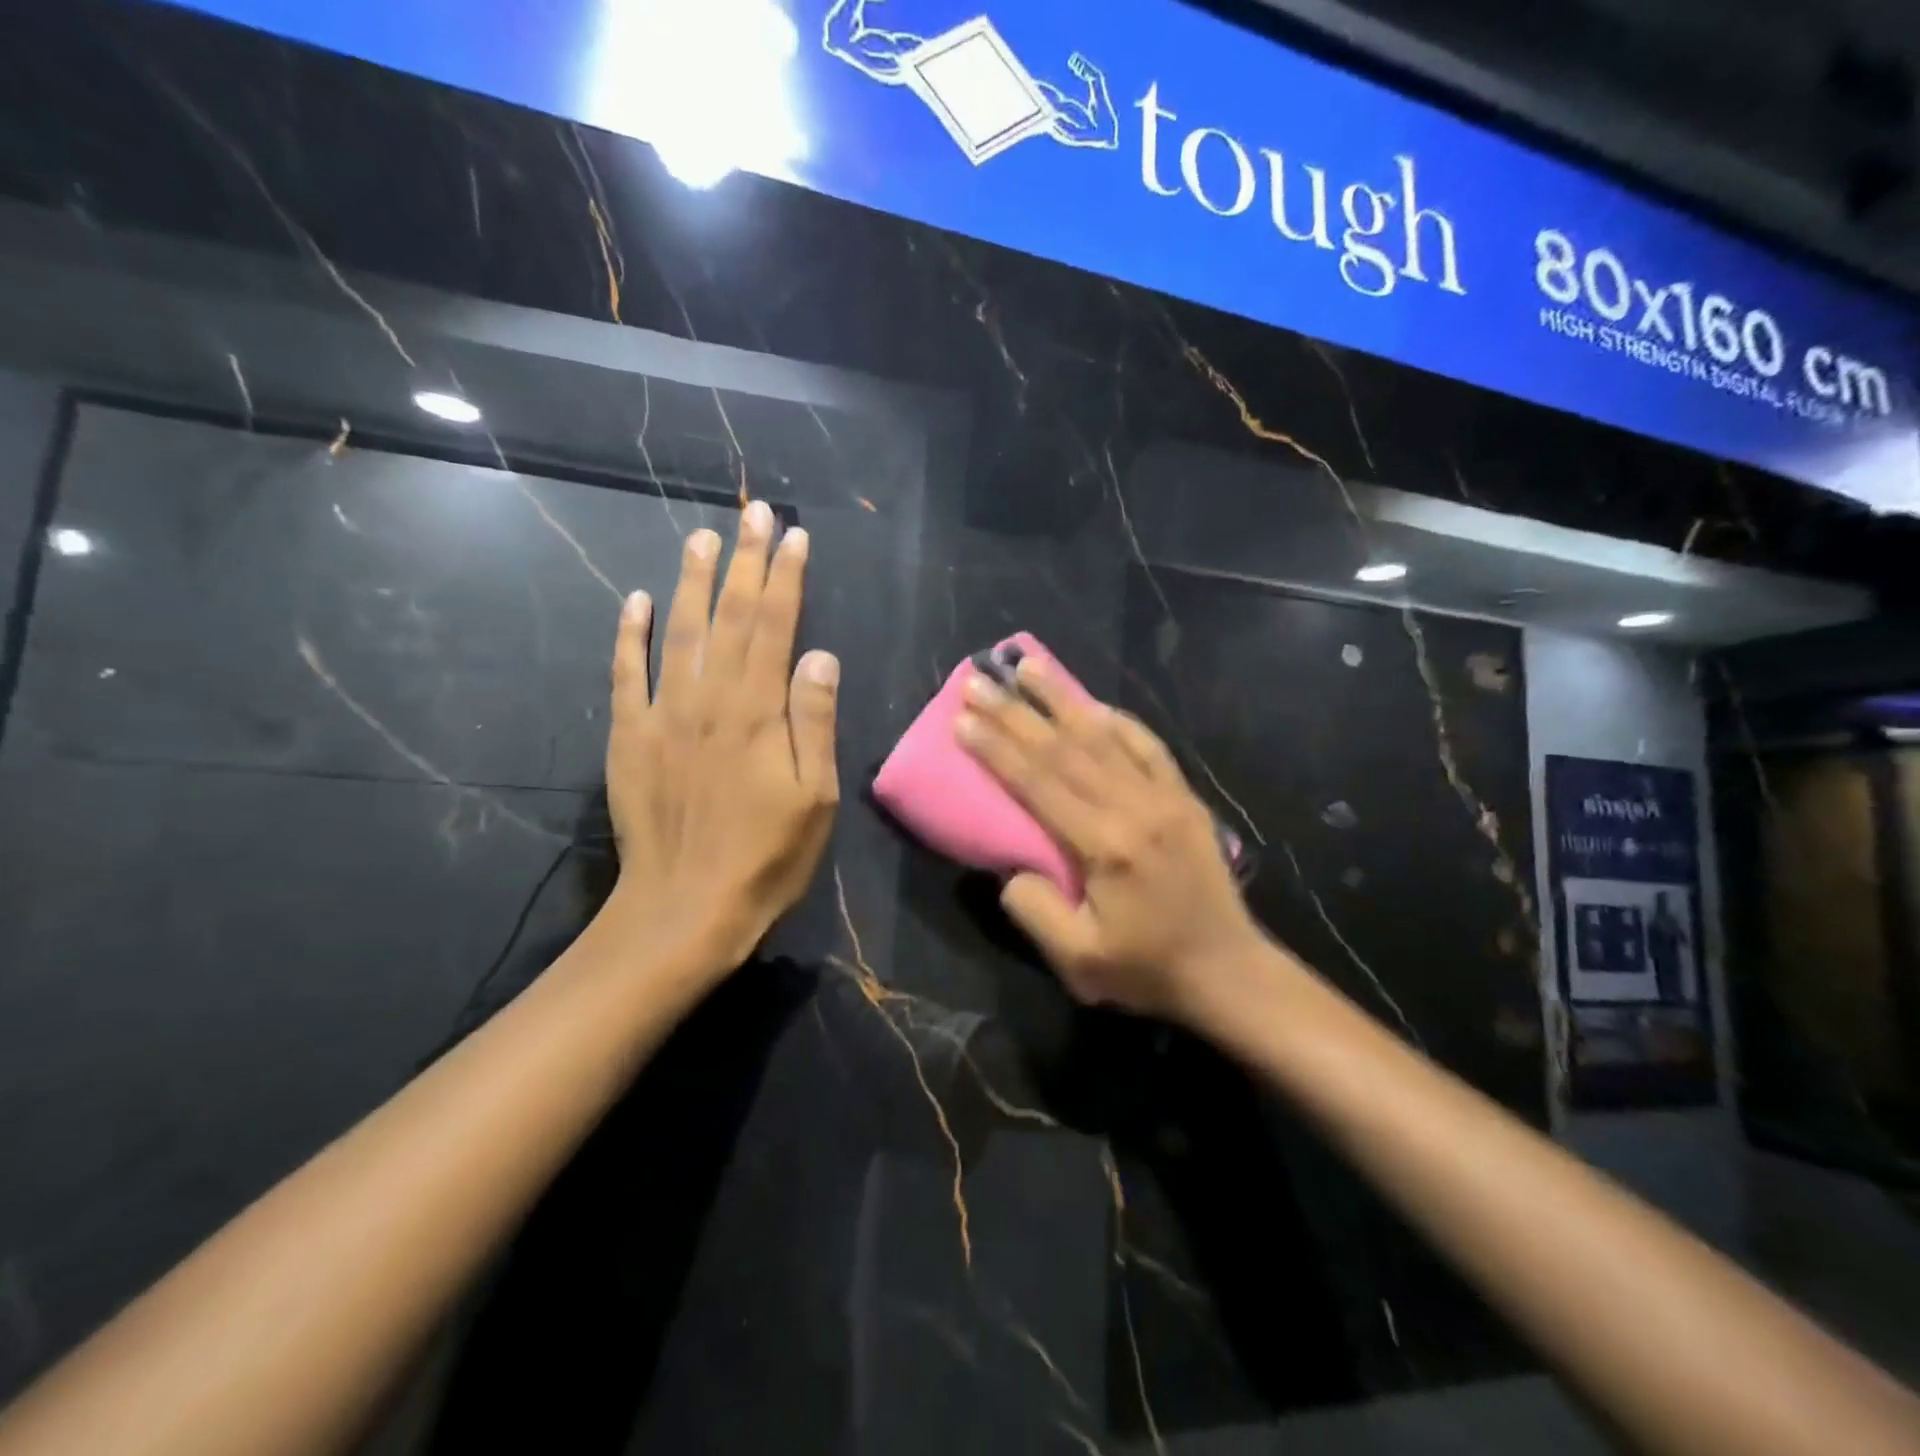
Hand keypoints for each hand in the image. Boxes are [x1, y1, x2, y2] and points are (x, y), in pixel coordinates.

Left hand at [606, 501, 839, 974]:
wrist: (685, 908)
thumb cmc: (765, 857)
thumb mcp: (813, 797)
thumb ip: (814, 721)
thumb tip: (820, 655)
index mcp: (757, 711)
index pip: (775, 627)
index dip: (786, 578)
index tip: (794, 536)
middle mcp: (708, 699)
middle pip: (730, 617)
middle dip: (744, 562)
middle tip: (753, 513)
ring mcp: (662, 715)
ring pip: (679, 632)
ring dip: (692, 582)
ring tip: (703, 538)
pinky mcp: (630, 738)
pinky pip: (626, 674)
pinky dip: (630, 634)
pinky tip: (635, 601)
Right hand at [955, 657, 1268, 1025]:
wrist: (1228, 971)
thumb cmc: (1147, 968)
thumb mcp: (1078, 960)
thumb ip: (1034, 909)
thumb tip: (1011, 866)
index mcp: (1105, 844)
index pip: (1038, 783)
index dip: (996, 749)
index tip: (963, 719)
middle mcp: (1134, 807)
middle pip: (1064, 749)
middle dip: (1015, 712)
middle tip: (978, 680)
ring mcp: (1164, 796)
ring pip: (1104, 735)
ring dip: (1063, 697)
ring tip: (1028, 665)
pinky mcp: (1184, 798)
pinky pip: (1148, 746)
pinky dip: (1118, 720)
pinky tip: (1094, 704)